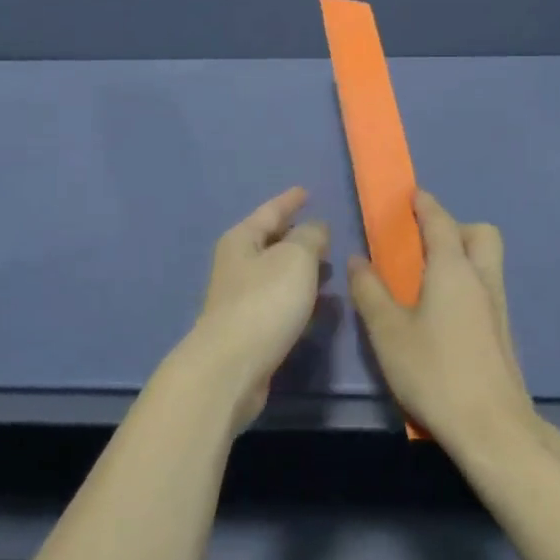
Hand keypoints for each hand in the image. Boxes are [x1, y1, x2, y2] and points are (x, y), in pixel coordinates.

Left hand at [184, 187, 328, 429]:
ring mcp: (240, 298)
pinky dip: (298, 296)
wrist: (232, 367)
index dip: (289, 201)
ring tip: (328, 268)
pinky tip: (317, 304)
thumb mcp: (295, 258)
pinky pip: (278, 301)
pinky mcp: (248, 328)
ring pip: (276, 273)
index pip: (270, 211)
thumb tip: (316, 228)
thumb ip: (310, 237)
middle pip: (270, 241)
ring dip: (300, 269)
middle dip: (296, 236)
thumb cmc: (264, 302)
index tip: (305, 192)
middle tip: (324, 234)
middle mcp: (236, 264)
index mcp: (241, 239)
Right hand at [348, 190, 536, 451]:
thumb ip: (370, 292)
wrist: (494, 430)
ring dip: (463, 255)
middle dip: (455, 227)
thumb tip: (358, 260)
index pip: (440, 221)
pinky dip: (467, 282)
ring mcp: (498, 307)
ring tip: (427, 278)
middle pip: (480, 234)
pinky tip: (443, 313)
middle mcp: (482, 279)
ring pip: (487, 261)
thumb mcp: (388, 332)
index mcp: (453, 269)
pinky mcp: (503, 334)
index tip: (412, 194)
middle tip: (423, 243)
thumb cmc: (435, 373)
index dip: (425, 204)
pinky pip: (486, 287)